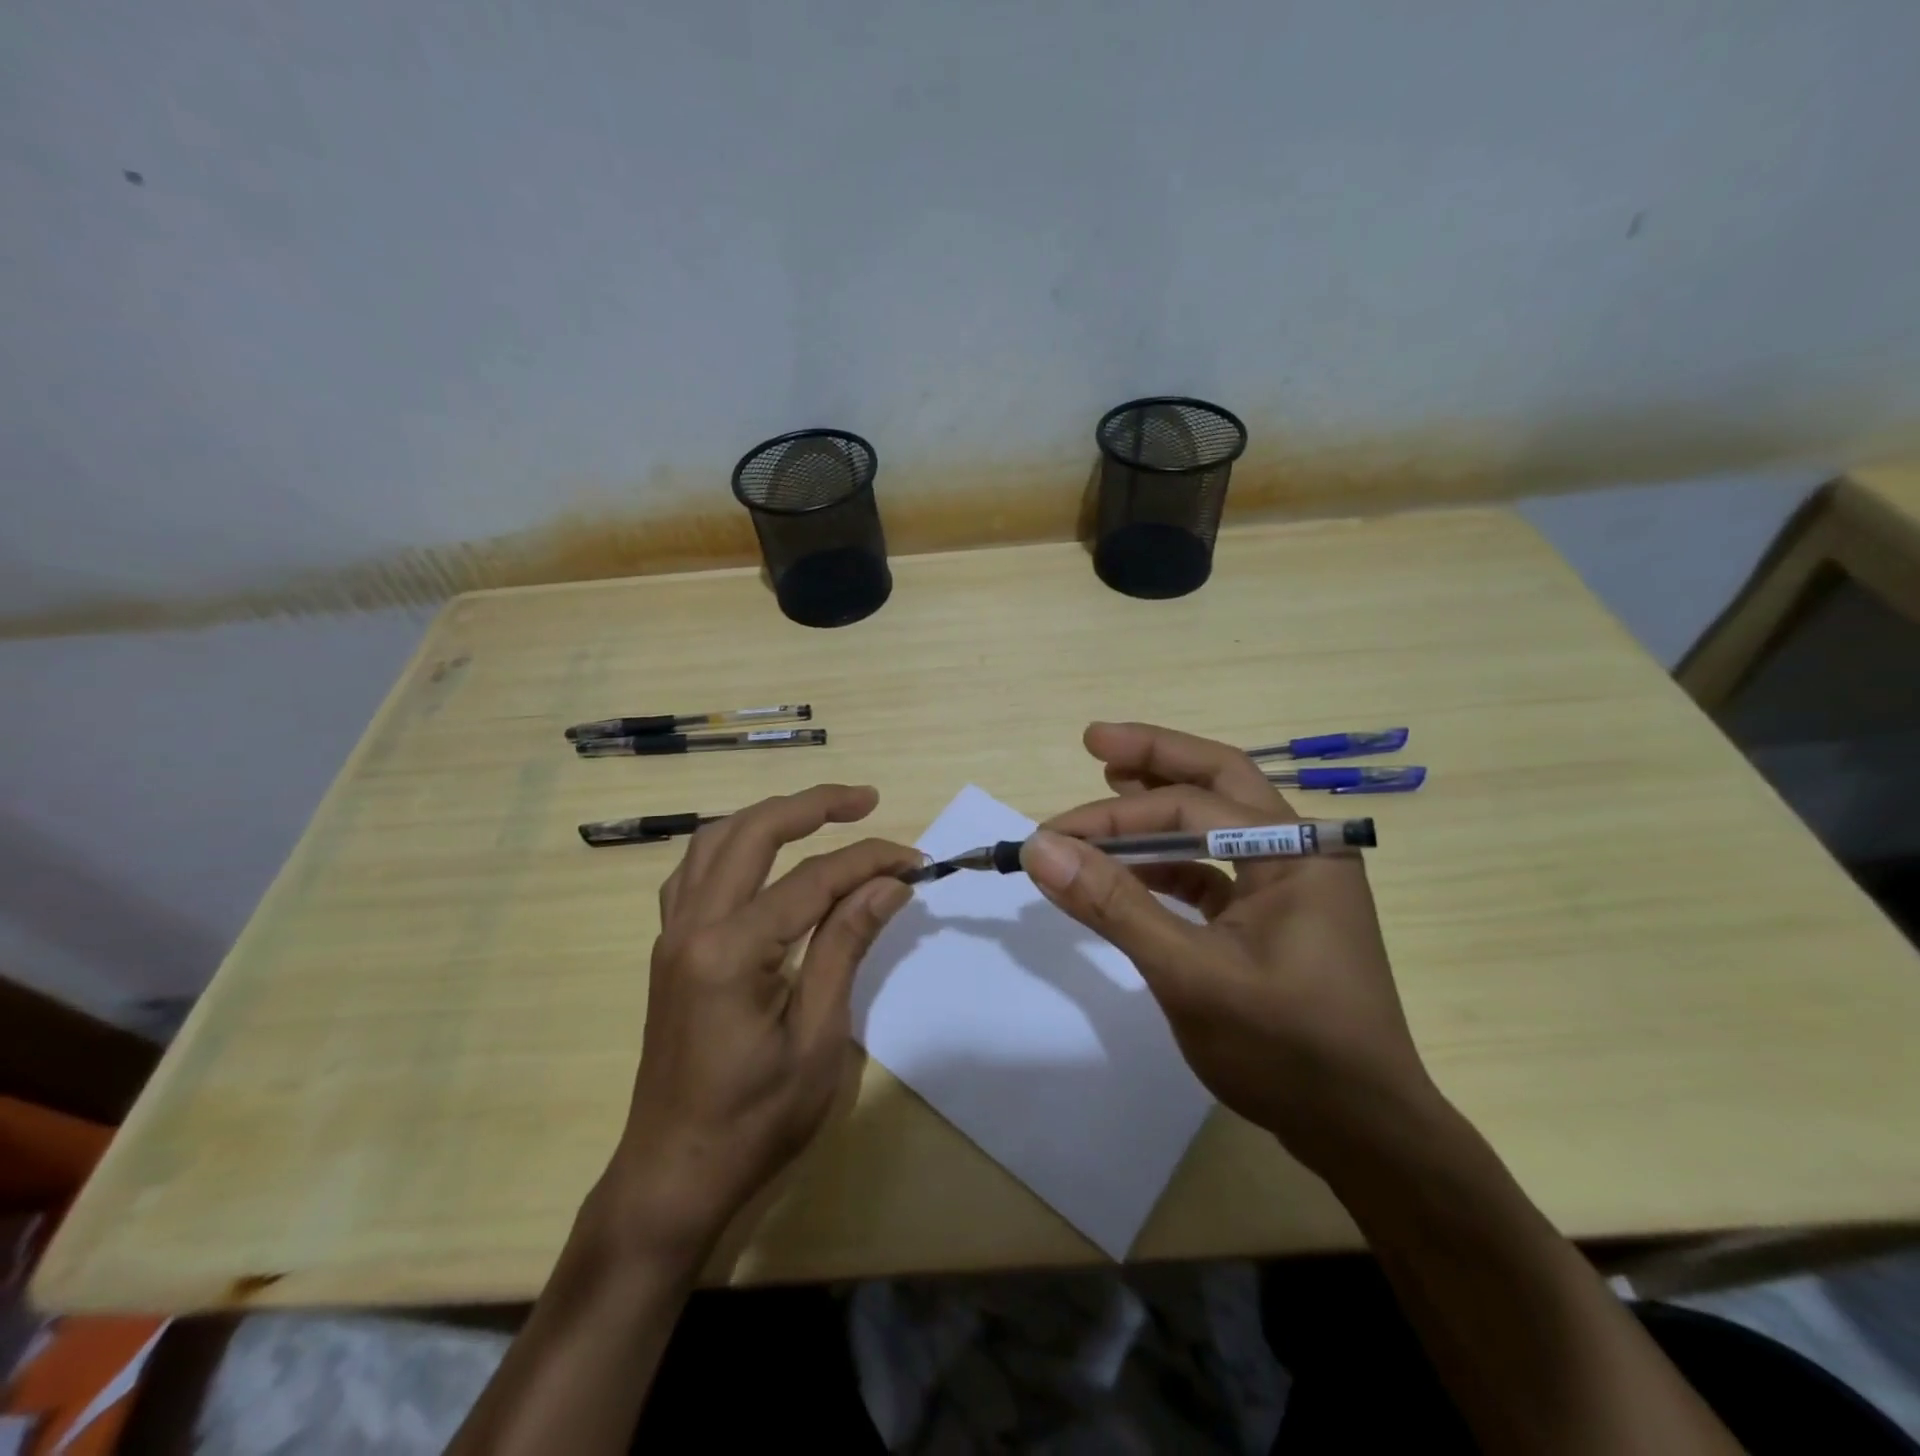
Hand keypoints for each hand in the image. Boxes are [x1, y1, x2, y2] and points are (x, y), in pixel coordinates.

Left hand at [606, 785, 917, 1247]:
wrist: (673, 1175)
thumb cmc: (755, 1120)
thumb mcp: (818, 1038)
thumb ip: (846, 947)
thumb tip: (888, 884)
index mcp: (731, 950)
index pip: (814, 879)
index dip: (870, 861)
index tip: (915, 861)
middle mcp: (692, 926)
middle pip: (753, 832)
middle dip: (813, 805)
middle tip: (866, 800)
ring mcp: (672, 934)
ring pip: (714, 841)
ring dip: (768, 816)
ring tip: (819, 814)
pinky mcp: (670, 949)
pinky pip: (696, 872)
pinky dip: (734, 845)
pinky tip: (763, 856)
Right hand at [1023, 723, 1437, 1176]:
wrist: (1364, 1137)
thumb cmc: (1287, 1052)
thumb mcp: (1190, 975)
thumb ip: (1115, 906)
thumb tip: (1041, 849)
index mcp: (1296, 851)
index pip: (1190, 807)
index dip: (1112, 816)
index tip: (1049, 835)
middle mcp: (1299, 851)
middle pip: (1219, 780)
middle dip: (1155, 759)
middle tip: (1095, 741)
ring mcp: (1289, 885)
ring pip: (1216, 823)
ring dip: (1159, 809)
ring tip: (1108, 785)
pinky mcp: (1273, 918)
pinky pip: (1215, 870)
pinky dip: (1170, 862)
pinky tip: (1133, 867)